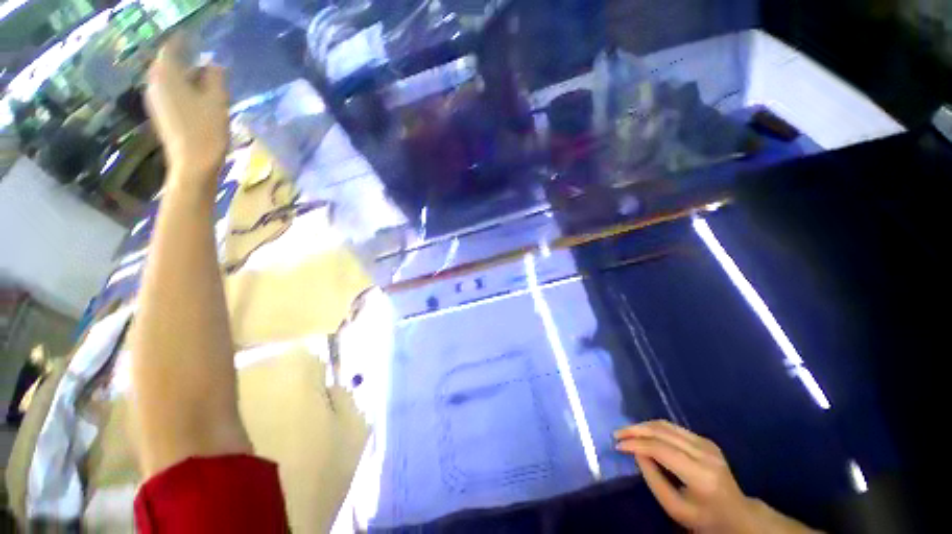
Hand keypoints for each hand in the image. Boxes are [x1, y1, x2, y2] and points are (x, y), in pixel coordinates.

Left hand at [145, 34, 228, 186]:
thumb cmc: (206, 130)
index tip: (196, 37)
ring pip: (168, 78)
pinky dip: (181, 88)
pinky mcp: (159, 113)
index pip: (172, 47)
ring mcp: (154, 99)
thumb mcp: (217, 100)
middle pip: (168, 62)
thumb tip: (213, 64)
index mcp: (166, 74)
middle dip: (184, 58)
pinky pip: (169, 91)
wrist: (192, 163)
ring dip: (184, 74)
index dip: (185, 40)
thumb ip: (215, 77)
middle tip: (203, 58)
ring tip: (203, 78)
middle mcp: (154, 82)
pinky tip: (196, 96)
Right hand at [616, 420, 815, 533]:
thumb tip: (636, 453)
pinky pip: (673, 427)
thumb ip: (653, 479)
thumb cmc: (704, 518)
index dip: (636, 444)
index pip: (661, 449)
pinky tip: (644, 432)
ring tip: (626, 431)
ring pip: (666, 425)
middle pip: (663, 432)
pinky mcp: (705, 440)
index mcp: (700, 474)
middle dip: (636, 430)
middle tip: (617, 433)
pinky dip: (654, 427)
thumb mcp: (675, 508)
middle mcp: (705, 453)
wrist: (737, 514)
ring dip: (643, 425)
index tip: (617, 445)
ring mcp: (707, 444)